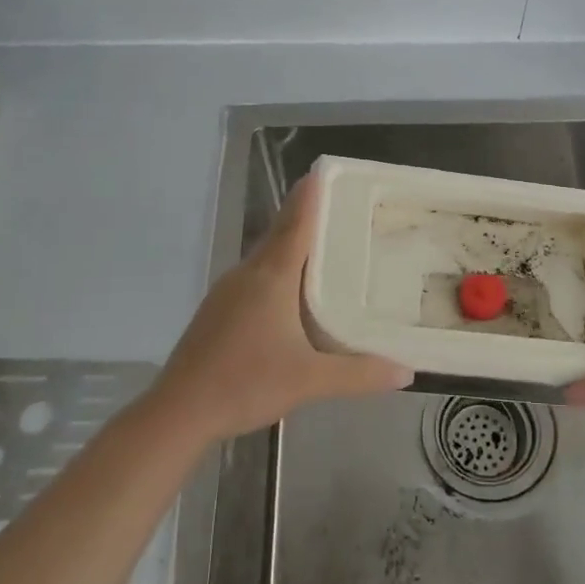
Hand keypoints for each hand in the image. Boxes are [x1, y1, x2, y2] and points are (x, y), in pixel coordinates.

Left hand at [150, 174, 412, 442]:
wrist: (178, 412)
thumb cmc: (245, 383)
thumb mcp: (309, 381)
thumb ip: (359, 374)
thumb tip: (406, 372)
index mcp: (271, 277)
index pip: (296, 223)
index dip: (311, 196)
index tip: (324, 170)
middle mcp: (248, 274)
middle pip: (280, 233)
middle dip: (305, 215)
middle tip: (339, 205)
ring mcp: (227, 291)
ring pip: (265, 256)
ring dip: (290, 243)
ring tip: (323, 244)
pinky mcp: (217, 310)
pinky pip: (254, 276)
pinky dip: (277, 269)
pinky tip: (290, 291)